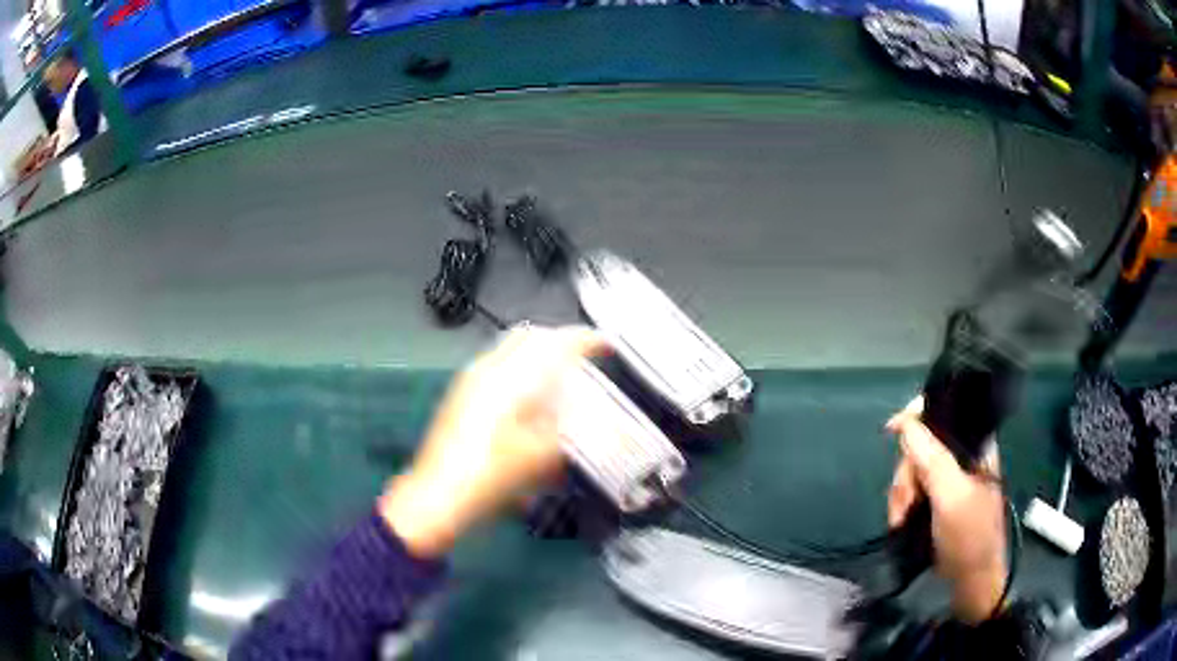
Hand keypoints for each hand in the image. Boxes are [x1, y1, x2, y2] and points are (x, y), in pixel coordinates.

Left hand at [379, 325, 606, 557]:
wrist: (439, 496)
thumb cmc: (492, 477)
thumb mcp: (541, 457)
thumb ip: (569, 427)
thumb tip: (585, 410)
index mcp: (511, 379)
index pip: (554, 343)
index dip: (585, 340)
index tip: (606, 345)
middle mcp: (488, 369)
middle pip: (530, 335)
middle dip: (560, 340)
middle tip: (584, 356)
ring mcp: (470, 380)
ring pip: (511, 348)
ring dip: (540, 353)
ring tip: (562, 375)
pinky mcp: (461, 395)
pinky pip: (498, 364)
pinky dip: (522, 368)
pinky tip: (531, 395)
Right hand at [886, 396, 1007, 623]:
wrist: (971, 582)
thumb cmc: (969, 538)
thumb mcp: (952, 499)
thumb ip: (933, 460)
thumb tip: (905, 423)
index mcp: (976, 445)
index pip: (945, 410)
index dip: (918, 415)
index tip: (893, 430)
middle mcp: (963, 456)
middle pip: (922, 443)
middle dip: (907, 472)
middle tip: (904, 504)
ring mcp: (951, 479)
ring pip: (914, 468)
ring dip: (901, 493)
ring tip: (900, 519)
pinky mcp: (939, 499)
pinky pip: (913, 488)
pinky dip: (902, 503)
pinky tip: (900, 520)